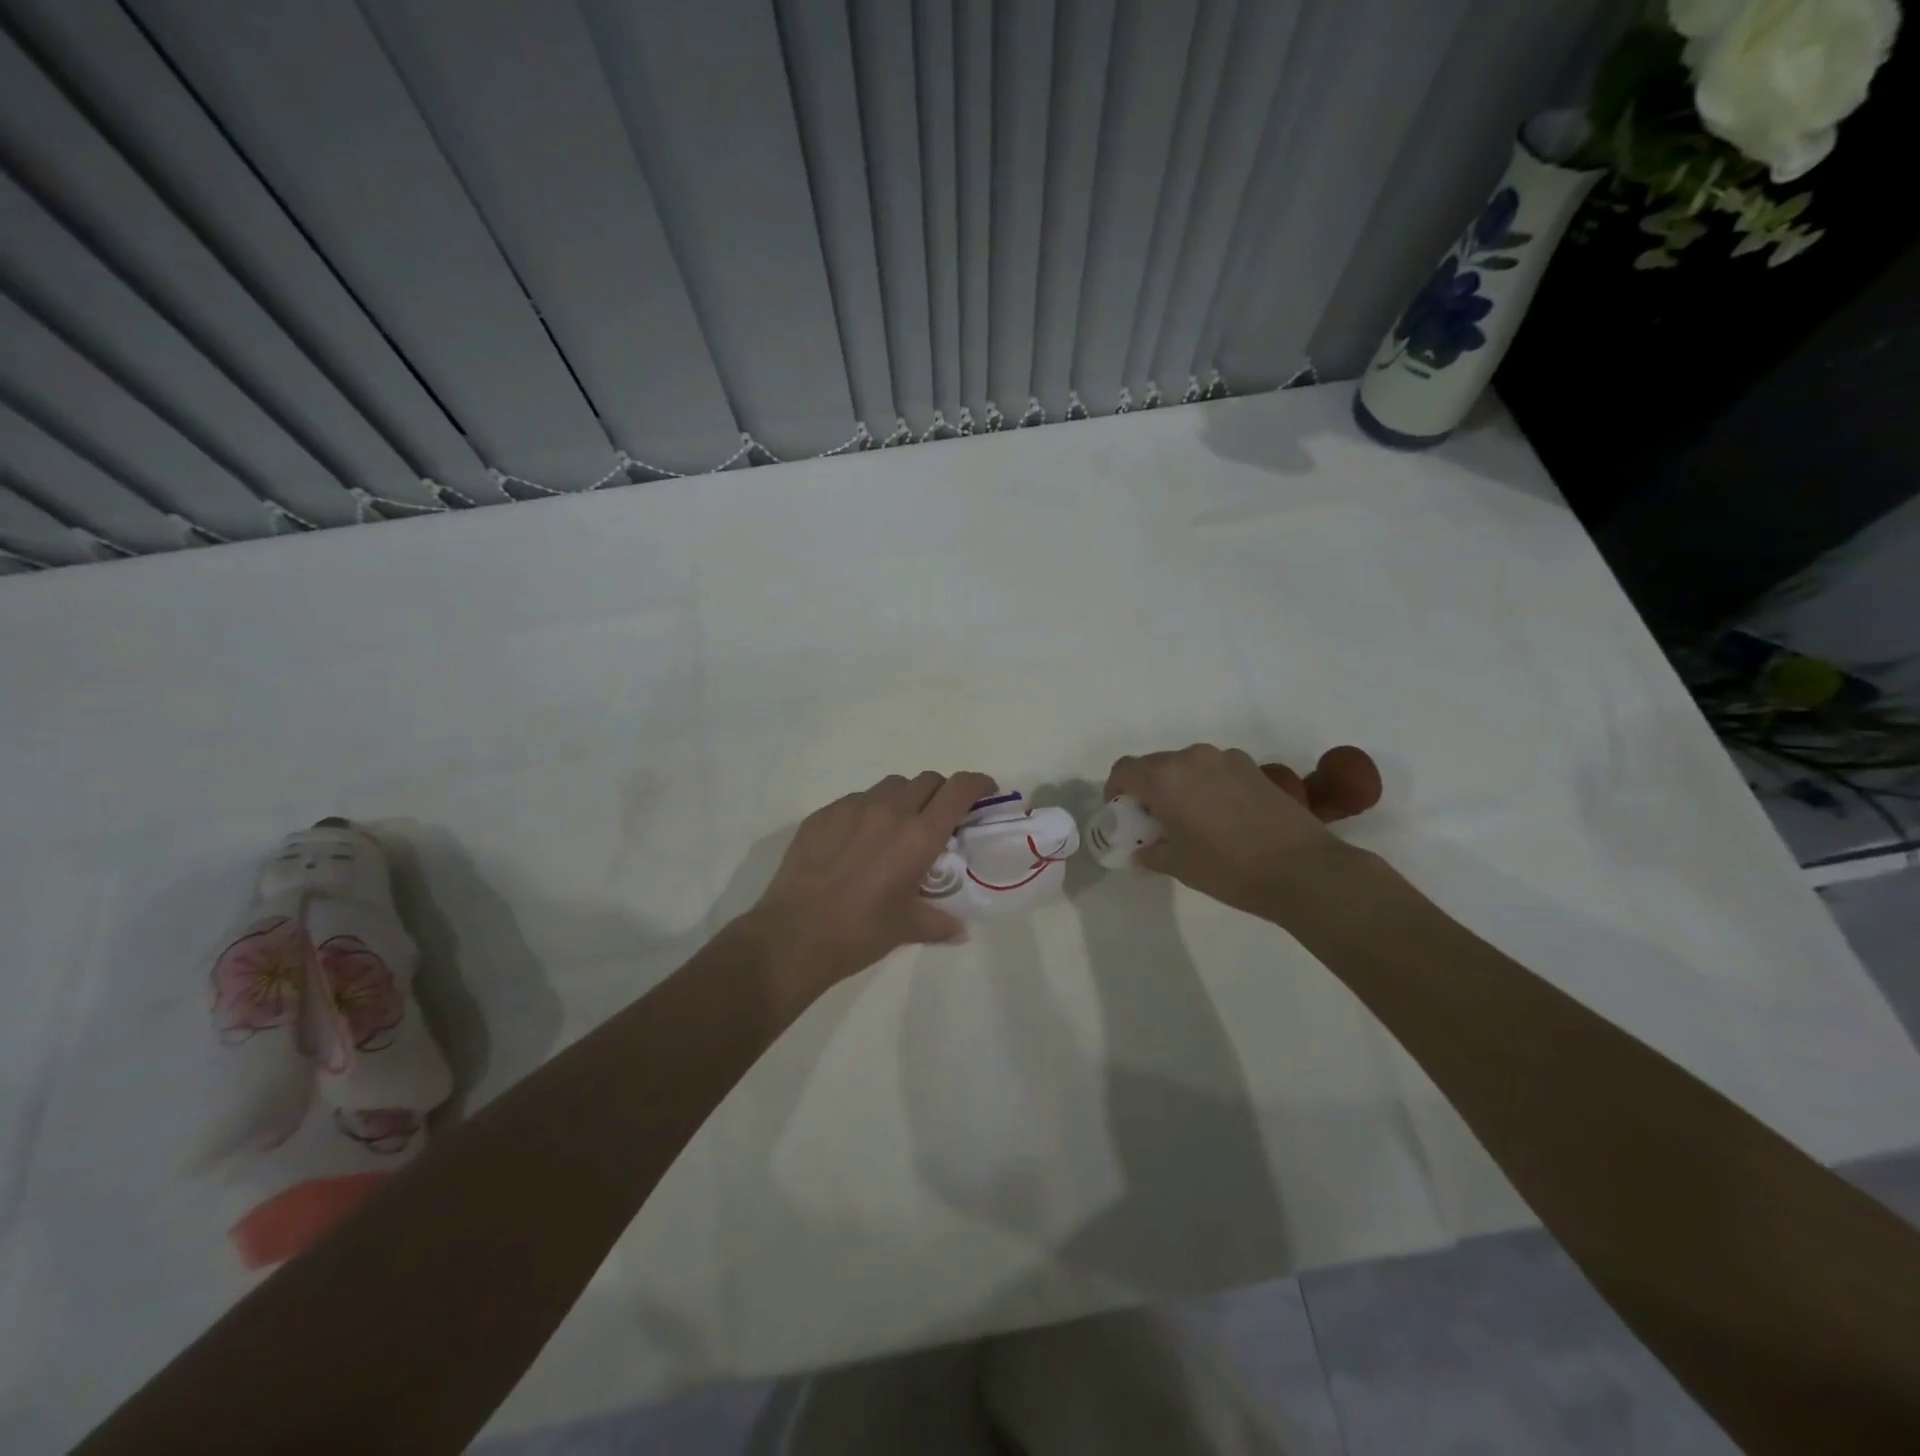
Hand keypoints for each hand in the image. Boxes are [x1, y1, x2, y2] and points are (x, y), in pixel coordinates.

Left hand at [738, 770, 997, 995]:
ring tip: (896, 828)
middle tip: (939, 819)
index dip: (978, 784)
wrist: (793, 934)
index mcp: (919, 836)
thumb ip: (939, 923)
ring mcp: (852, 807)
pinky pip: (856, 800)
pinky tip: (857, 841)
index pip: (959, 789)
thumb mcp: (907, 929)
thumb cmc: (859, 933)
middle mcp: (890, 811)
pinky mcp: (823, 814)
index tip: (985, 792)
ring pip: (890, 786)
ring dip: (904, 799)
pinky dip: (868, 811)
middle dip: (941, 793)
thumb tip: (959, 930)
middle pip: (927, 780)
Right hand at [1105, 745, 1362, 920]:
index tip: (1121, 812)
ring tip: (1189, 819)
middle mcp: (1192, 758)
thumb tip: (1140, 854)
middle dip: (1147, 789)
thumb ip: (1152, 854)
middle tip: (1153, 821)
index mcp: (1165, 778)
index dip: (1115, 789)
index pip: (1124, 770)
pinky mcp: (1253, 768)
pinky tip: (1221, 816)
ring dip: (1178, 785)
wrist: (1302, 868)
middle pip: (1155, 765)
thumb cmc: (1228, 868)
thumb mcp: (1180, 866)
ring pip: (1186, 765)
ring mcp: (1226, 759)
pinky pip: (1215, 770)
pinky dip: (1206, 785)